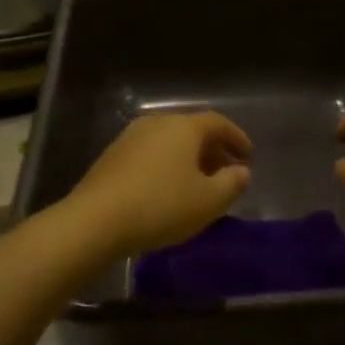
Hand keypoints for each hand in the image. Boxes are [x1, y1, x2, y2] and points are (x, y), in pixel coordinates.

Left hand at [67, 111, 251, 256]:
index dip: (237, 138)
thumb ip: (231, 183)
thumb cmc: (161, 206)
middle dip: (213, 150)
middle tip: (226, 172)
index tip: (249, 157)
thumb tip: (242, 171)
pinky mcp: (111, 157)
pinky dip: (166, 165)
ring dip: (188, 159)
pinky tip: (168, 190)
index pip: (218, 123)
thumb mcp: (208, 201)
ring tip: (198, 184)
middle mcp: (157, 123)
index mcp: (184, 127)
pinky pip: (150, 154)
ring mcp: (130, 137)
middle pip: (192, 130)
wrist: (95, 221)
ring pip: (169, 142)